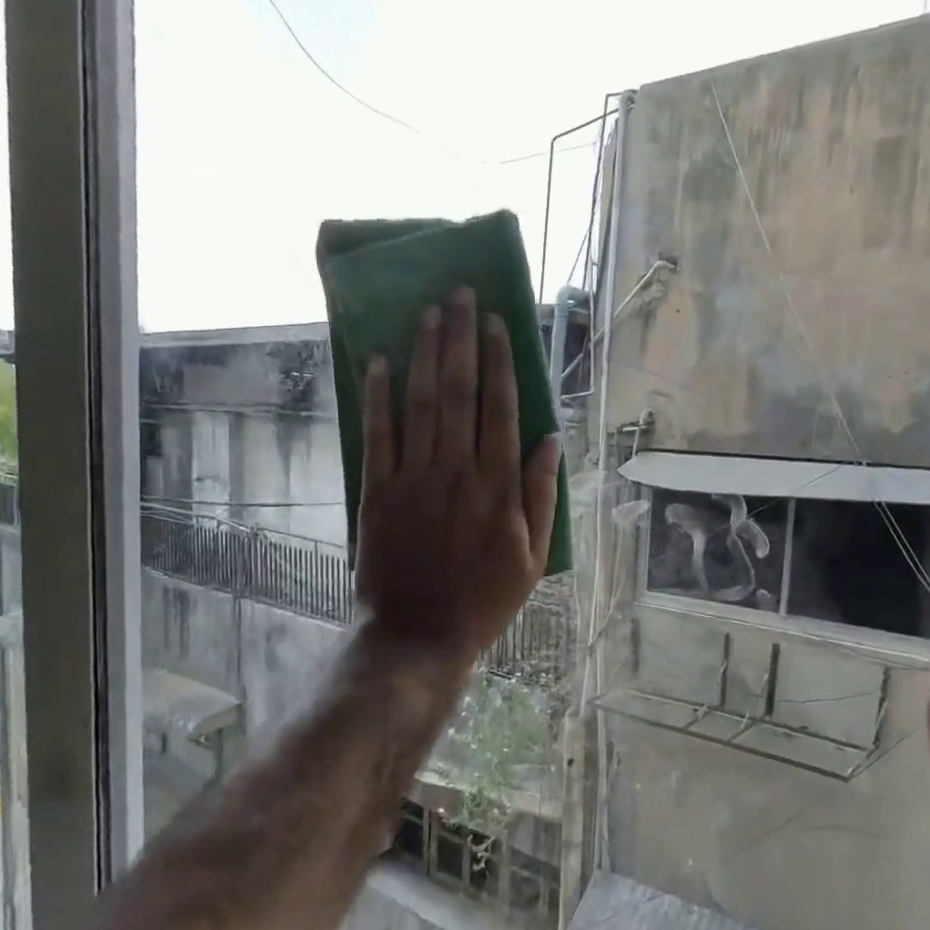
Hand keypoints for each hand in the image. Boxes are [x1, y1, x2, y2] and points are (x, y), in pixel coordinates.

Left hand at [354, 287, 560, 666]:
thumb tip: (551, 439)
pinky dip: (378, 396)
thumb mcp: (532, 557)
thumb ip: (543, 495)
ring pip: (420, 403)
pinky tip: (380, 361)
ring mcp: (414, 479)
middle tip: (459, 294)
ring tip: (427, 311)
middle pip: (459, 392)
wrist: (418, 635)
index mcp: (499, 487)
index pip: (501, 407)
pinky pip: (378, 434)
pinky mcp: (378, 492)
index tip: (494, 322)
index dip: (498, 361)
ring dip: (423, 353)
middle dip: (460, 338)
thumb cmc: (483, 600)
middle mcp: (458, 471)